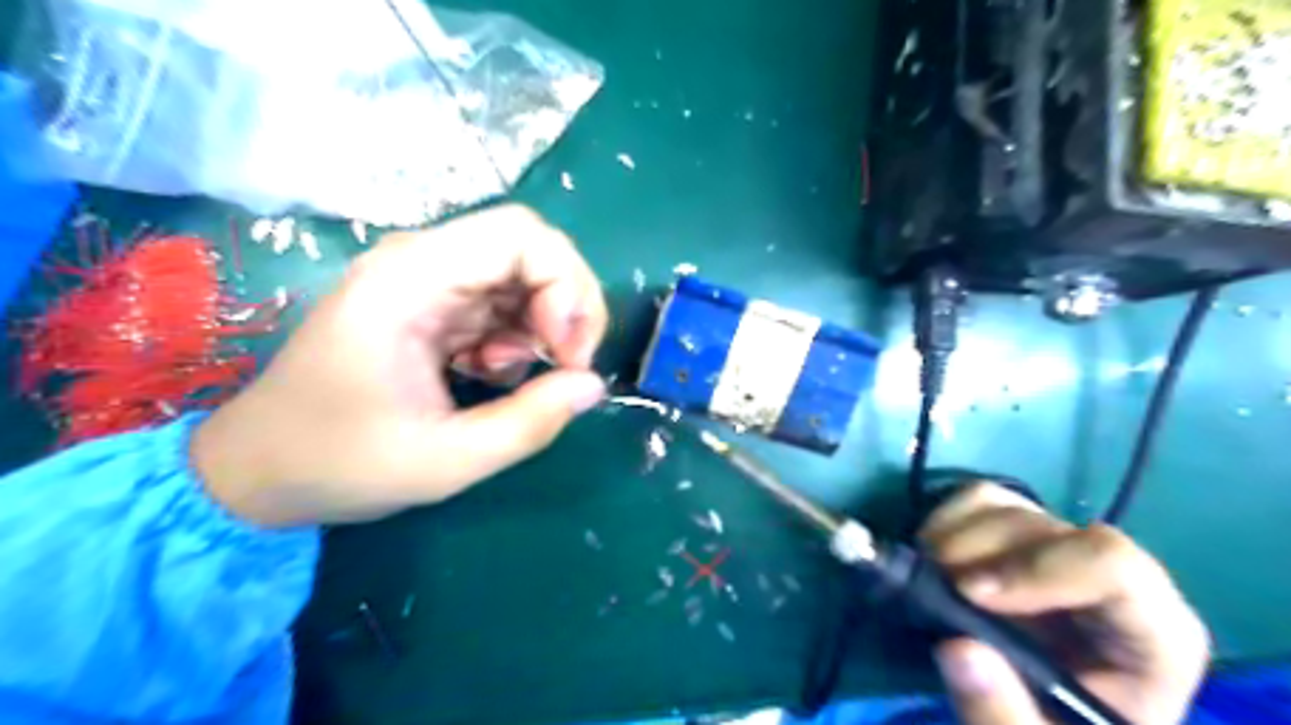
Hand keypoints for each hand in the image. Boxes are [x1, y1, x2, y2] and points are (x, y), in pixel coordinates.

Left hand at [189, 204, 612, 526]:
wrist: (258, 469)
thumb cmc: (339, 463)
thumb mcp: (447, 461)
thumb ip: (530, 423)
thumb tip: (593, 385)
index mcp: (409, 281)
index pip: (521, 235)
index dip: (566, 286)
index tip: (569, 354)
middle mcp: (417, 263)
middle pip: (527, 249)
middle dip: (565, 306)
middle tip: (565, 366)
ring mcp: (422, 281)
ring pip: (519, 275)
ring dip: (540, 325)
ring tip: (513, 379)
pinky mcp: (428, 303)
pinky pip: (499, 301)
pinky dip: (516, 336)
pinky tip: (490, 373)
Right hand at [922, 482, 1205, 724]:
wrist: (1041, 720)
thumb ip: (1004, 716)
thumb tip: (958, 648)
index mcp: (1148, 633)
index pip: (1114, 566)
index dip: (1039, 569)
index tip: (970, 594)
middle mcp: (1105, 576)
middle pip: (1041, 529)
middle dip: (977, 554)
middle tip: (930, 589)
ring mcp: (1054, 548)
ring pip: (1004, 505)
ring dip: (951, 537)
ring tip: (926, 580)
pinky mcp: (1013, 536)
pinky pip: (976, 500)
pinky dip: (942, 522)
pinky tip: (928, 561)